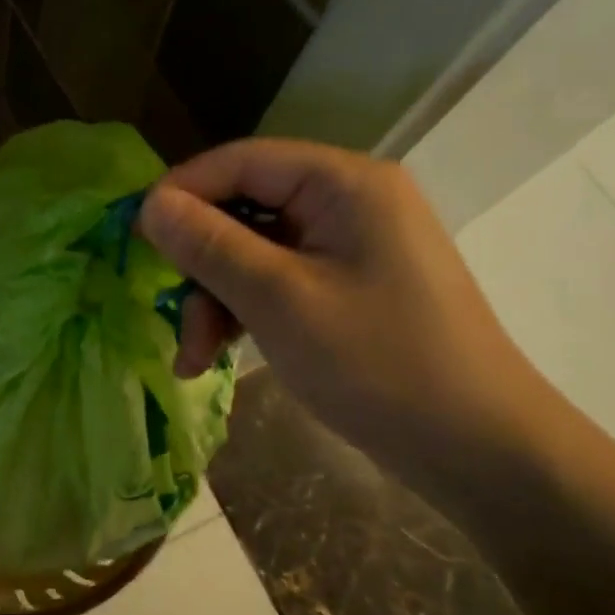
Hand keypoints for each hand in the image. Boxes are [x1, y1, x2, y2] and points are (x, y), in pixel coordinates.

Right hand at [139, 139, 560, 483]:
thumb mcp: (279, 301)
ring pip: (253, 250)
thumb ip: (209, 245)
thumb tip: (148, 204)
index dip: (181, 193)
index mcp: (343, 183)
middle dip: (200, 265)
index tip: (134, 236)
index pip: (240, 162)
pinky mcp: (348, 284)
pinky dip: (244, 311)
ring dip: (216, 298)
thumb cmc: (379, 365)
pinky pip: (278, 279)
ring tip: (194, 357)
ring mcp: (350, 245)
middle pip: (243, 209)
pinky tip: (218, 355)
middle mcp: (347, 200)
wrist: (479, 452)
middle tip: (171, 316)